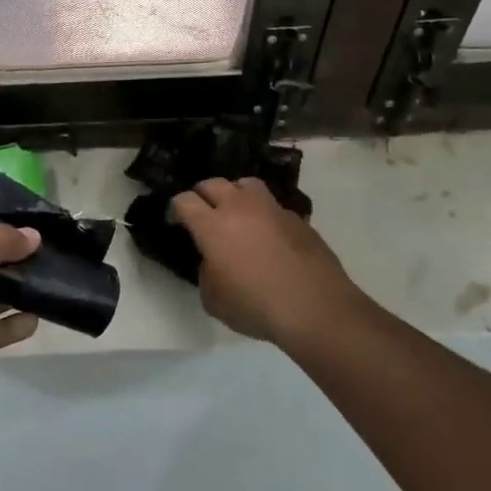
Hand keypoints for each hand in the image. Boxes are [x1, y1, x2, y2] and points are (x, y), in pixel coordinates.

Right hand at [171, 177, 360, 343]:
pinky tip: (268, 236)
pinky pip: (272, 206)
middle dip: (202, 195)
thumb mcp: (214, 300)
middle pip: (213, 183)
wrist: (315, 307)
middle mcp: (240, 207)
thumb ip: (206, 273)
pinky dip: (264, 214)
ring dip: (235, 194)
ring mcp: (271, 209)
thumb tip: (213, 261)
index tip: (176, 222)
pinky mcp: (297, 218)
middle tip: (203, 214)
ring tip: (236, 213)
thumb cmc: (256, 306)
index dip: (175, 209)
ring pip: (245, 184)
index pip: (184, 200)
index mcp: (212, 225)